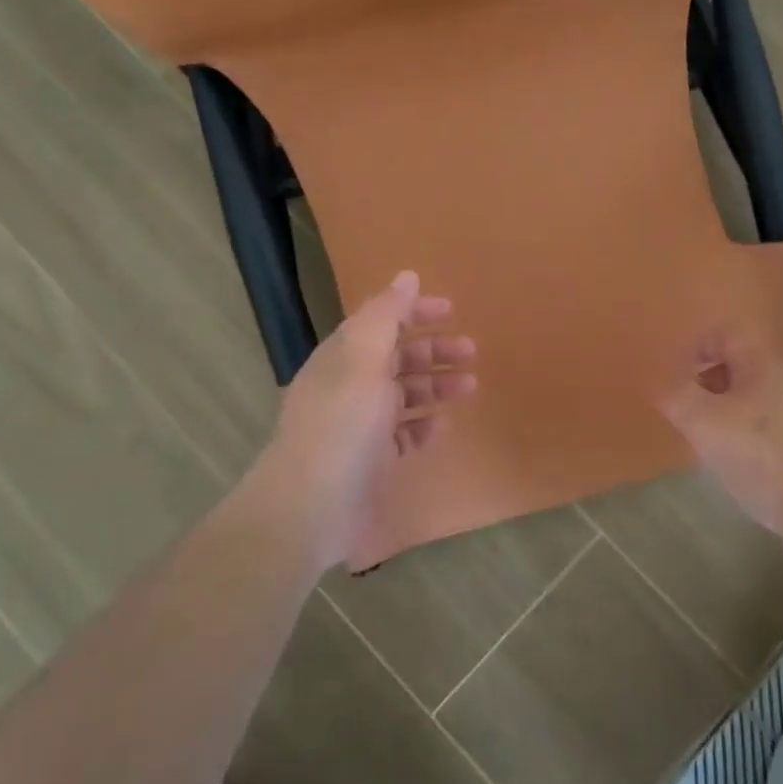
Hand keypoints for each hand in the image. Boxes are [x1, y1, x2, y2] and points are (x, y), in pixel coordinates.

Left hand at [260, 270, 475, 567]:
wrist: (310, 507)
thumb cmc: (342, 424)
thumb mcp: (363, 358)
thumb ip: (386, 314)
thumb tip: (407, 276)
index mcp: (342, 356)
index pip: (380, 322)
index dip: (414, 311)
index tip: (452, 310)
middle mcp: (348, 386)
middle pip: (396, 358)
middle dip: (433, 350)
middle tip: (472, 351)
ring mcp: (358, 426)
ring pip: (403, 396)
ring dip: (435, 385)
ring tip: (470, 386)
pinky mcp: (369, 462)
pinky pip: (402, 435)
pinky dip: (423, 426)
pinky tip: (443, 425)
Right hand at [659, 331, 782, 556]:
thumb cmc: (761, 455)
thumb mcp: (705, 422)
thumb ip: (678, 396)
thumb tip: (664, 383)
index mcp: (761, 366)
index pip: (726, 334)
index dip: (697, 346)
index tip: (676, 376)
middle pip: (736, 367)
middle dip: (704, 384)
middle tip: (685, 412)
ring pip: (747, 399)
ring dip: (720, 413)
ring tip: (703, 441)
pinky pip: (761, 428)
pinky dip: (740, 437)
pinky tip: (731, 464)